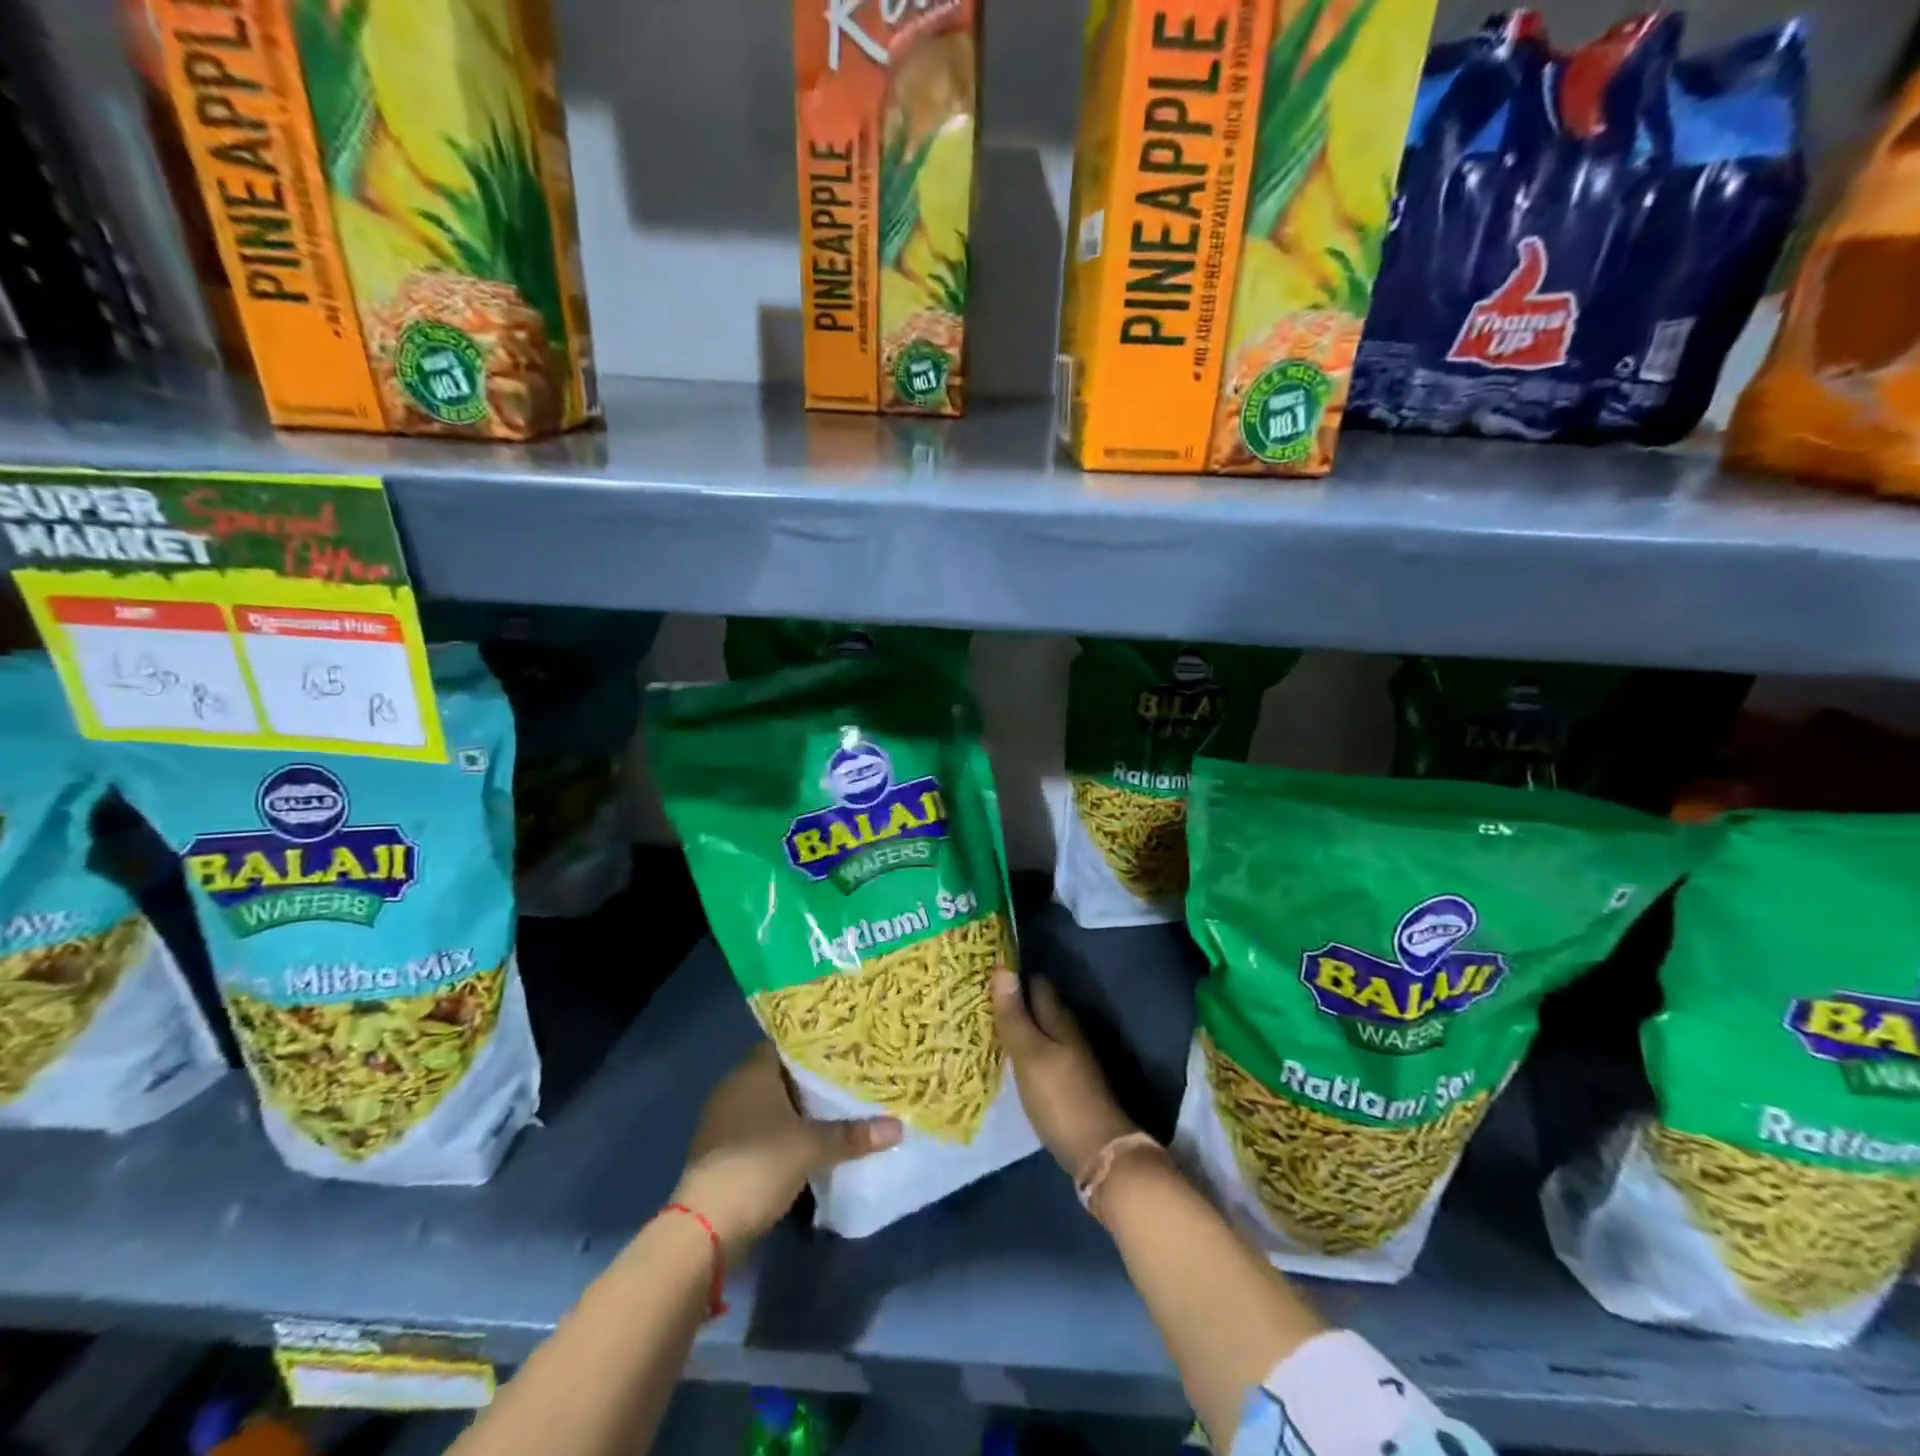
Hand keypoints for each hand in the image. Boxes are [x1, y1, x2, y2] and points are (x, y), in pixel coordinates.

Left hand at [670, 1043, 900, 1260]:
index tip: (839, 1051)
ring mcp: (722, 1124)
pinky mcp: (720, 1155)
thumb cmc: (758, 1165)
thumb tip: (897, 1126)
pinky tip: (804, 1145)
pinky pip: (756, 1133)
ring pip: (766, 1107)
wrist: (704, 1228)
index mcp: (751, 1072)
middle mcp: (733, 1089)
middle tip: (844, 1081)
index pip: (782, 1044)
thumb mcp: (812, 1147)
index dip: (809, 1047)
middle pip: (776, 1076)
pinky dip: (778, 1137)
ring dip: (792, 1113)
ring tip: (830, 1112)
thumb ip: (852, 1134)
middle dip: (806, 1082)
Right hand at [991, 968, 1138, 1180]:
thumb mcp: (1030, 1055)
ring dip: (1019, 1026)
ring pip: (1041, 1032)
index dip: (1014, 975)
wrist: (1100, 1153)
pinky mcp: (1069, 1085)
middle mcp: (1068, 1034)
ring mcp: (1071, 1061)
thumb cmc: (1060, 1098)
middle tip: (977, 997)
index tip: (985, 970)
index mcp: (1060, 1020)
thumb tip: (1003, 967)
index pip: (1037, 984)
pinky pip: (1043, 1055)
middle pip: (1040, 1008)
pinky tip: (1008, 1059)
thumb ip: (1014, 1015)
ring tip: (985, 1025)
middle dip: (1014, 1000)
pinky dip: (1025, 1050)